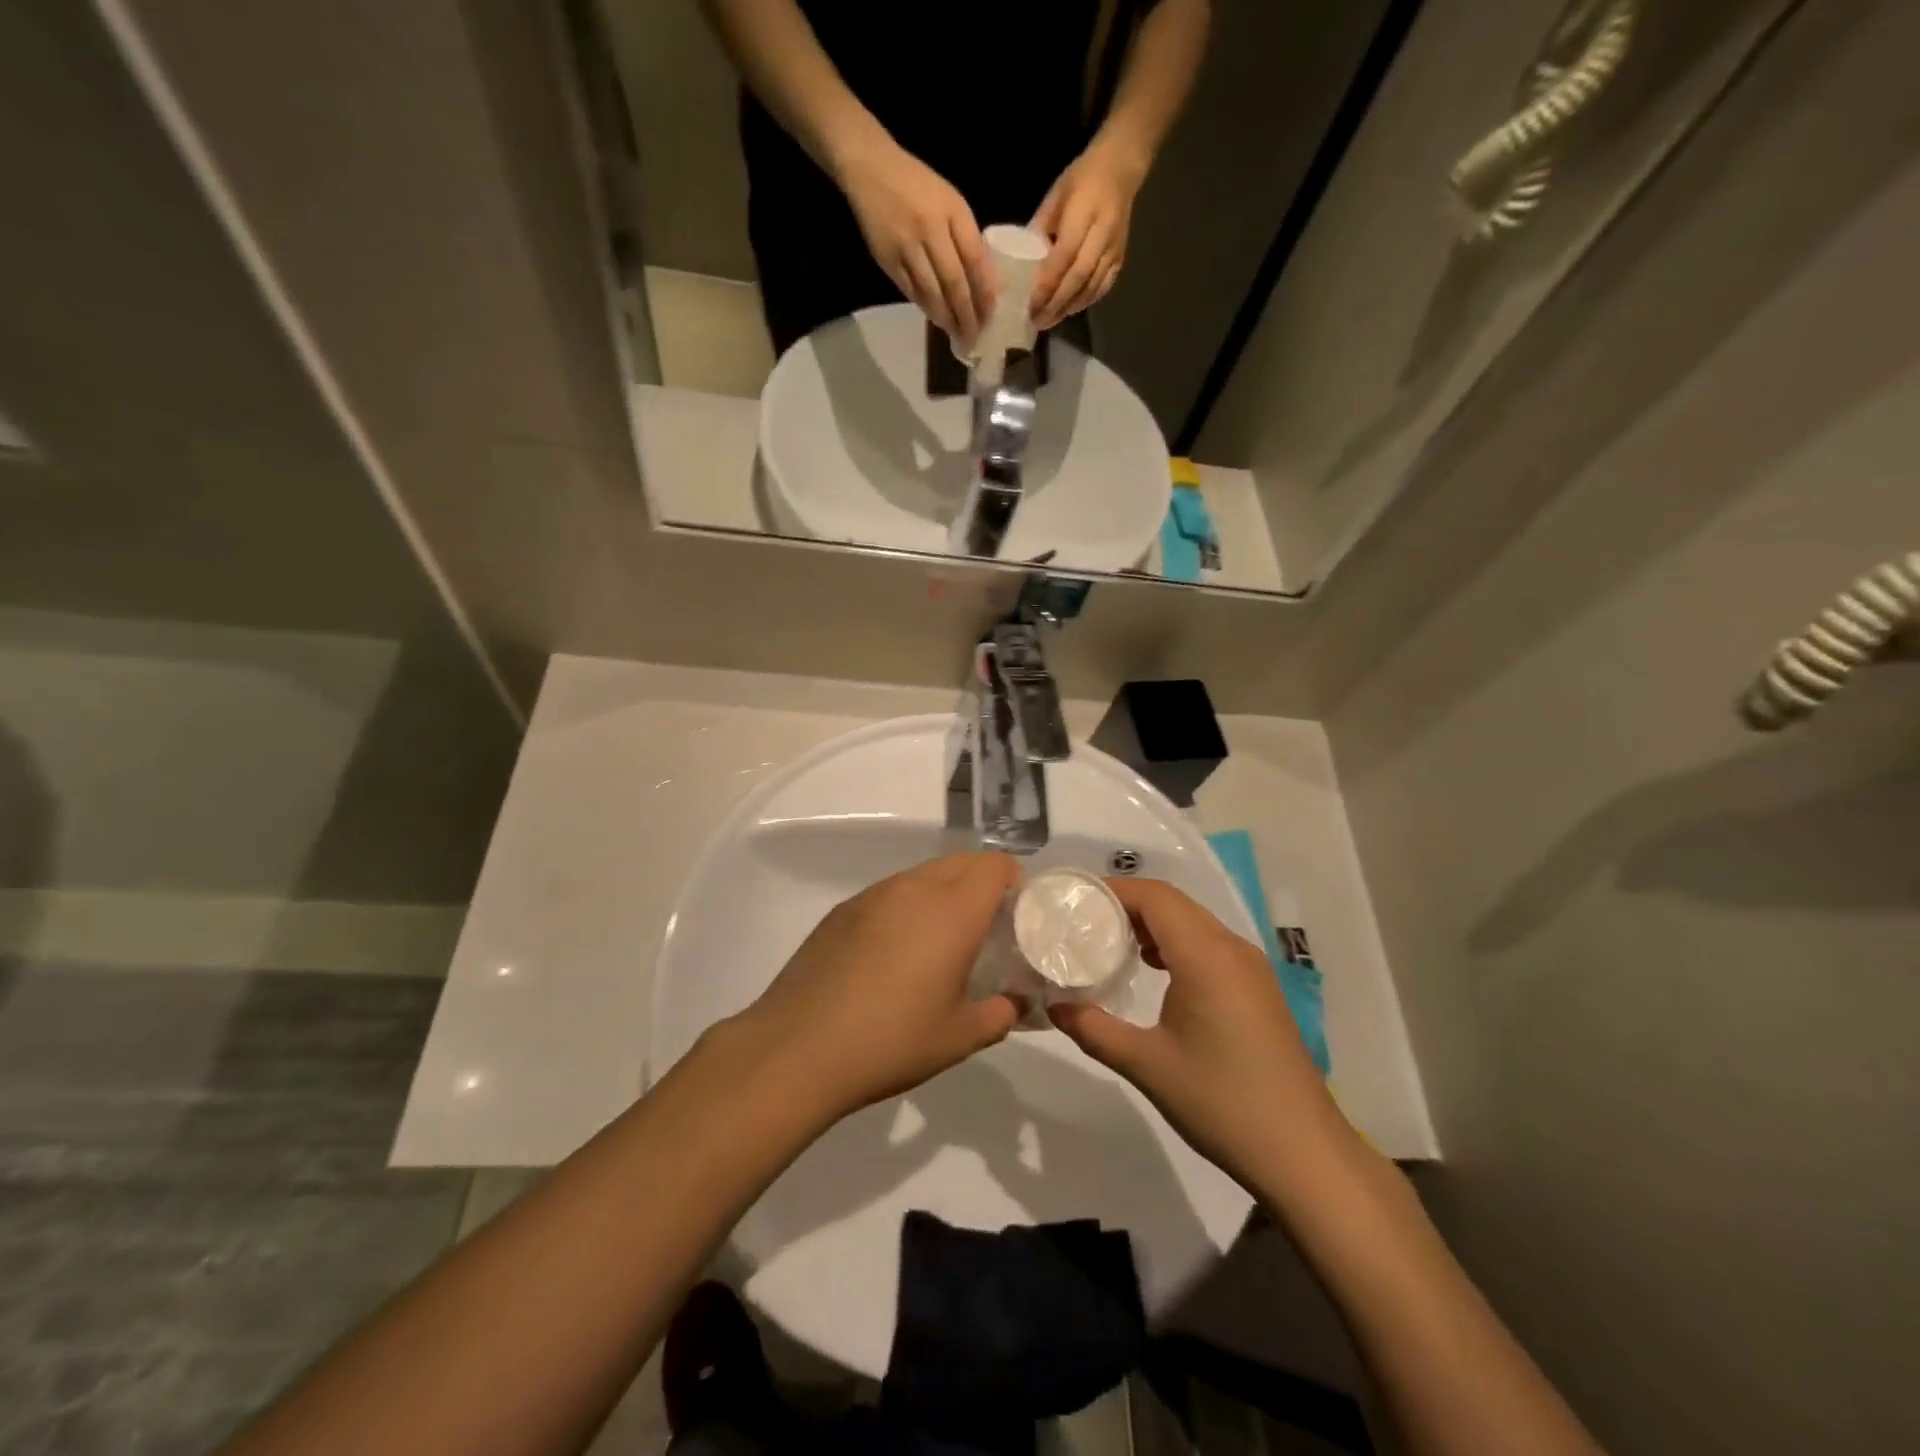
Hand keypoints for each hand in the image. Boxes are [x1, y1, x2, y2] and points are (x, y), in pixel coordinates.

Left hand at [736, 853, 1022, 1118]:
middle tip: (984, 929)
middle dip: (981, 883)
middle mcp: (914, 889)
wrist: (797, 1049)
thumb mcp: (959, 1038)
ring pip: (923, 874)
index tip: (1014, 915)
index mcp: (952, 911)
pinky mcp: (843, 909)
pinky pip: (890, 891)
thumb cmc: (890, 1042)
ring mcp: (873, 895)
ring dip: (943, 892)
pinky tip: (893, 953)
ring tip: (938, 941)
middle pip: (961, 861)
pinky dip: (907, 906)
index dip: (1013, 881)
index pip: (994, 866)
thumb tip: (1014, 1002)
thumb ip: (1000, 1014)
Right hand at [838, 141, 993, 346]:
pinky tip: (936, 319)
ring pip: (932, 293)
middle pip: (954, 283)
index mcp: (952, 211)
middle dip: (967, 314)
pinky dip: (926, 307)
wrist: (871, 168)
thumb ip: (966, 237)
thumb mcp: (950, 202)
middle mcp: (930, 229)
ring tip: (957, 334)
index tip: (991, 316)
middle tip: (975, 336)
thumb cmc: (918, 186)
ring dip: (947, 318)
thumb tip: (983, 282)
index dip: (984, 292)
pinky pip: (911, 291)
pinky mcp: (888, 259)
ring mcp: (907, 246)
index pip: (975, 260)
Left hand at [1029, 142, 1145, 330]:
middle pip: (1078, 277)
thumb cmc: (1081, 180)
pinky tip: (1069, 309)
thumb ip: (1039, 228)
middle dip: (1056, 302)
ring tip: (1050, 320)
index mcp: (1084, 211)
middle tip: (1037, 320)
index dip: (1047, 283)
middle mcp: (1102, 232)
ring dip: (1069, 307)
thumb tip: (1020, 261)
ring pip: (1091, 286)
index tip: (1030, 303)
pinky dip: (1085, 301)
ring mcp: (1114, 247)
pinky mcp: (1120, 257)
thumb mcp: (1055, 196)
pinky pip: (1103, 286)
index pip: (1064, 255)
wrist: (1121, 169)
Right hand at [1048, 877, 1354, 1195]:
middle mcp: (1231, 949)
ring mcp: (1250, 968)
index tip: (1074, 905)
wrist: (1302, 1152)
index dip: (1113, 892)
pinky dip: (1175, 942)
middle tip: (1083, 923)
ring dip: (1152, 923)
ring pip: (1193, 922)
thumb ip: (1094, 1029)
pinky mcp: (1258, 988)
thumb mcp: (1147, 1066)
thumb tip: (1053, 1006)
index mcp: (1205, 956)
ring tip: (1111, 944)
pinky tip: (1153, 971)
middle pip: (1173, 903)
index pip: (1154, 897)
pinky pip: (1209, 944)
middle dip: (1127, 905)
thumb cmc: (1221, 1102)